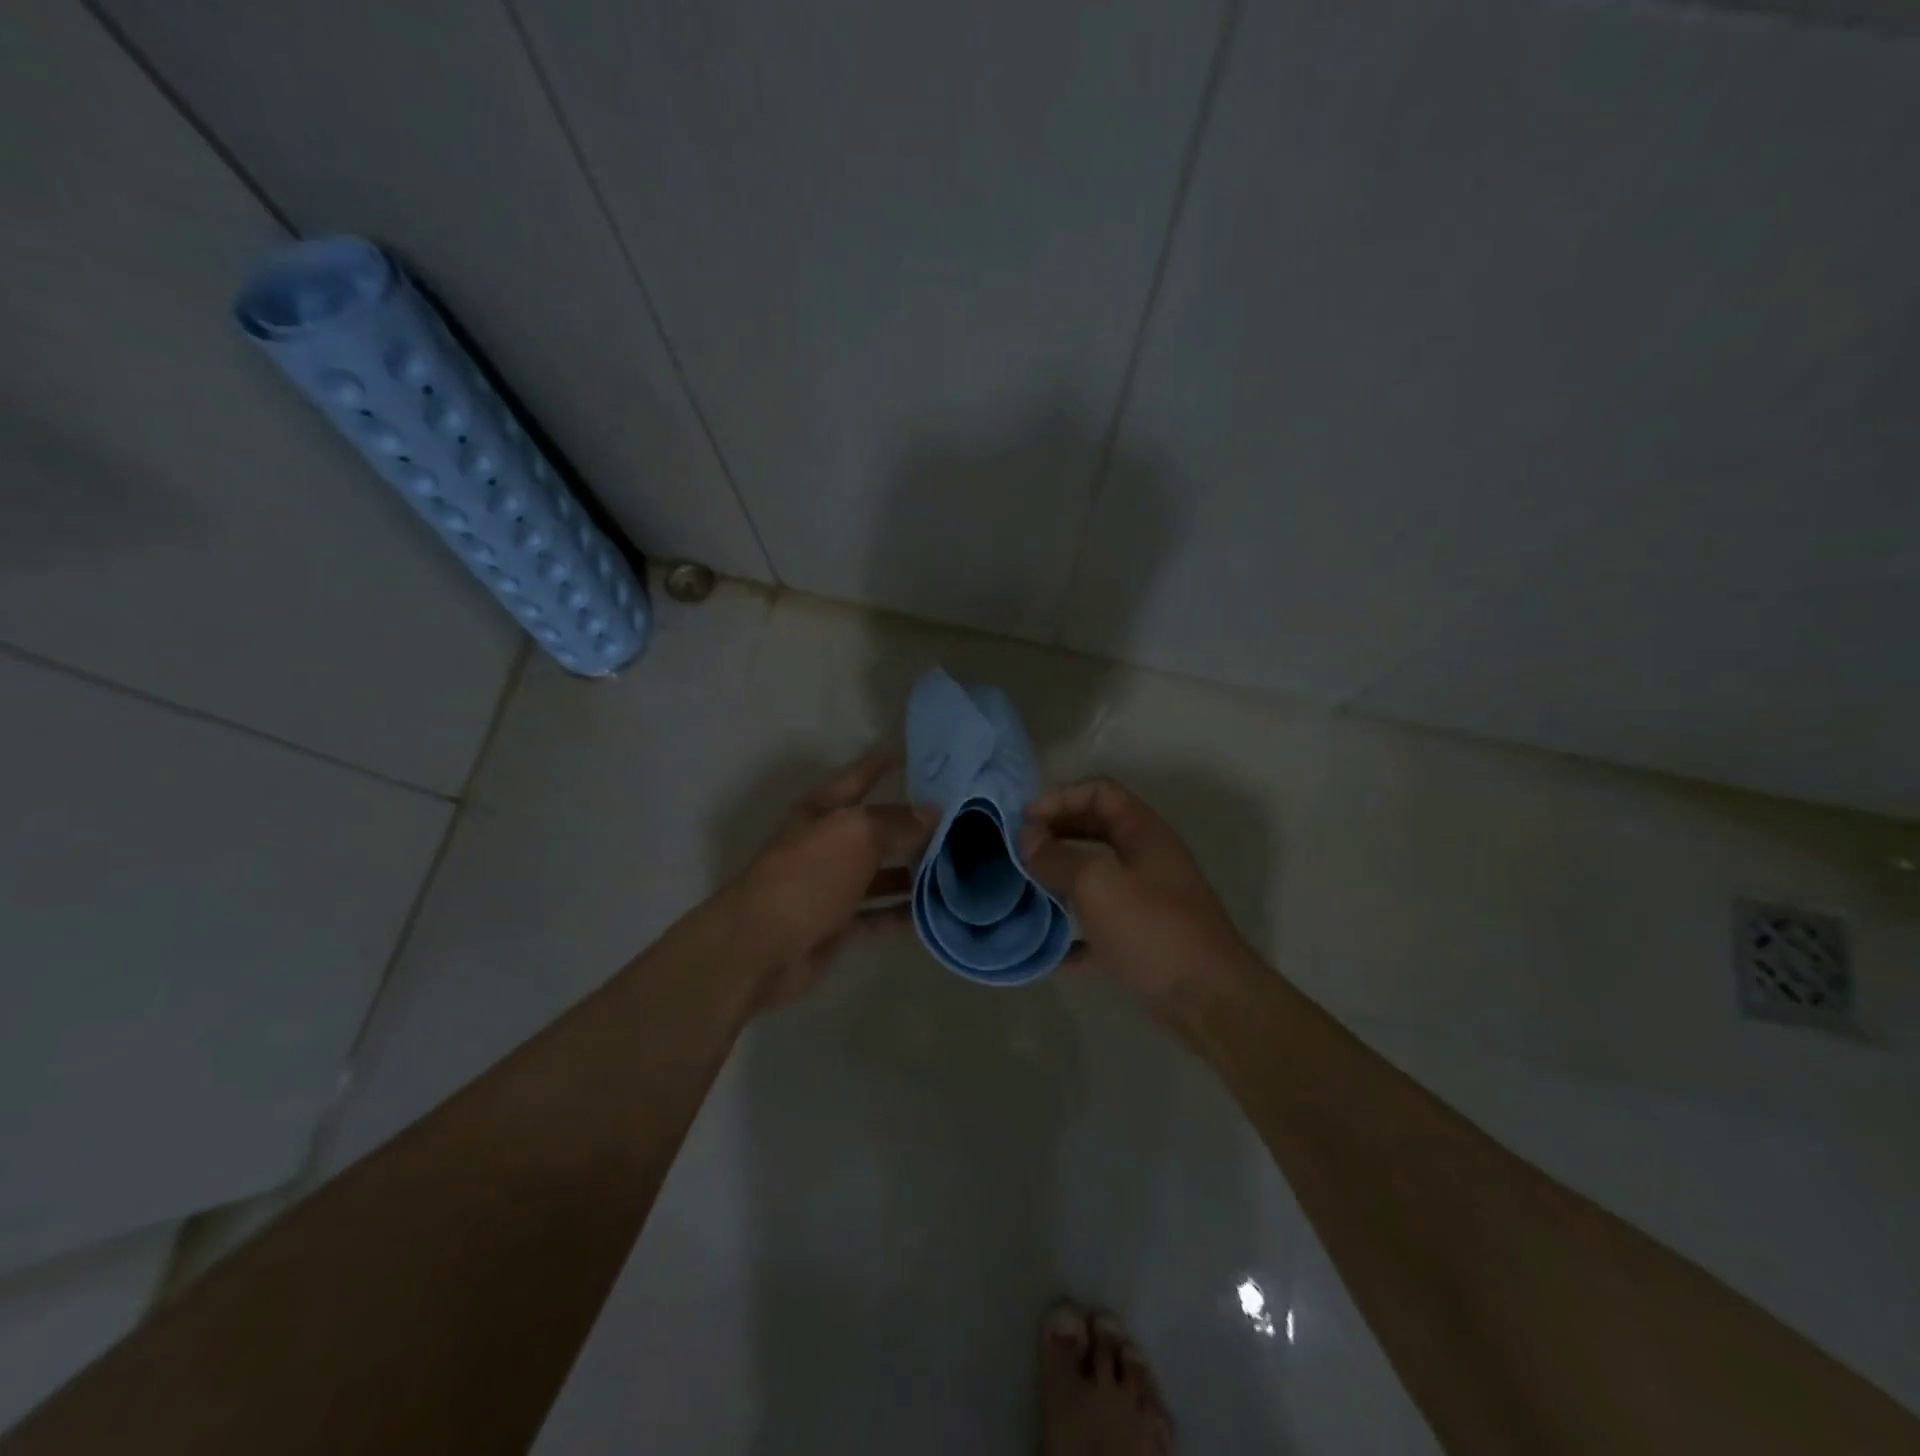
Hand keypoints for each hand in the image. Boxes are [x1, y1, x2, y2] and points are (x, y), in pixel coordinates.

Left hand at [730, 748, 933, 1010]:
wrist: (761, 948)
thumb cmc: (807, 877)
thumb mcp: (855, 835)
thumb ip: (895, 822)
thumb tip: (930, 812)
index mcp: (821, 813)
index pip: (856, 779)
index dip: (878, 764)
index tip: (907, 752)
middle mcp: (826, 845)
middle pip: (873, 829)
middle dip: (909, 823)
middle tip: (957, 818)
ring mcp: (831, 887)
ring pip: (880, 873)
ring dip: (912, 870)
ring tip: (957, 865)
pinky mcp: (837, 925)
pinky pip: (878, 914)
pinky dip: (903, 912)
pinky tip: (936, 910)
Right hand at [1019, 778, 1254, 1005]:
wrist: (1207, 1000)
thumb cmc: (1152, 929)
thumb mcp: (1096, 883)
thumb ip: (1057, 856)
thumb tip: (1027, 839)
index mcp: (1144, 833)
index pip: (1100, 792)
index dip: (1060, 797)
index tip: (1025, 822)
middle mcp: (1147, 859)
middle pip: (1095, 829)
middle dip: (1056, 834)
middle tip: (1020, 851)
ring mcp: (1146, 900)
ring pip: (1095, 876)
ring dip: (1060, 878)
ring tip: (1026, 888)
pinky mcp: (1141, 939)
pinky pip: (1099, 925)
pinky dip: (1074, 931)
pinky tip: (1050, 948)